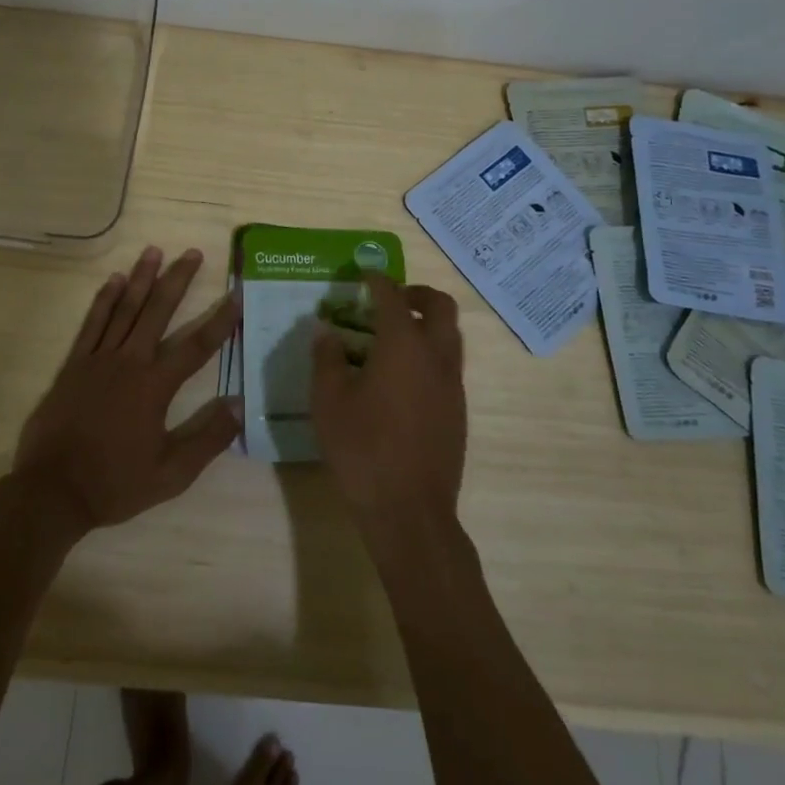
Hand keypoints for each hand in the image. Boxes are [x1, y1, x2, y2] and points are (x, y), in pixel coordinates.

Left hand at [13, 246, 241, 535]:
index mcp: (155, 386)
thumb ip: (207, 438)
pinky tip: (113, 280)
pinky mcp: (74, 364)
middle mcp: (129, 362)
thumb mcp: (171, 474)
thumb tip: (240, 404)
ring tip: (154, 251)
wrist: (53, 491)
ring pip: (125, 309)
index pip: (196, 346)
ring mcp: (98, 359)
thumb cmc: (115, 483)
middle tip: (193, 253)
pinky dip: (104, 300)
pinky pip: (92, 324)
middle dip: (178, 280)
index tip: (236, 294)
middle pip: (158, 312)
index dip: (220, 320)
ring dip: (141, 278)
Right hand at [310, 275, 466, 544]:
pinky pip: (449, 364)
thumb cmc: (362, 449)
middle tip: (391, 300)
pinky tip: (403, 377)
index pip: (392, 297)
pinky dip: (431, 353)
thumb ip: (326, 359)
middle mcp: (435, 356)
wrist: (409, 510)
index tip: (365, 273)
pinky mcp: (458, 410)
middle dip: (416, 294)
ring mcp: (452, 384)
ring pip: (450, 335)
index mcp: (403, 345)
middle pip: (440, 306)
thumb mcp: (328, 401)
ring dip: (428, 323)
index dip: (378, 280)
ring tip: (395, 336)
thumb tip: (327, 332)